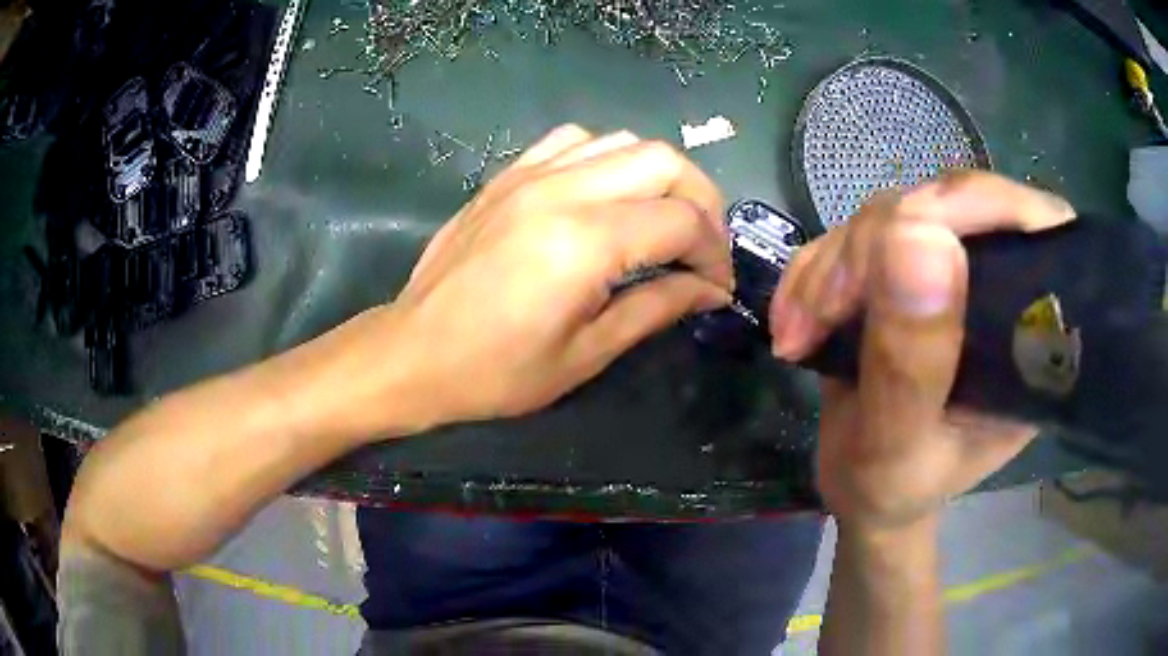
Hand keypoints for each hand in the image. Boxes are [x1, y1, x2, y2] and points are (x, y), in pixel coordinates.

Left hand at [390, 125, 732, 423]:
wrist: (413, 352)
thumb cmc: (496, 371)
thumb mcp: (585, 353)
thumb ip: (655, 308)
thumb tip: (708, 290)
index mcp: (583, 243)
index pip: (682, 221)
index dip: (713, 253)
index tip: (716, 286)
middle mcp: (561, 191)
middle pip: (664, 161)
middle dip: (702, 201)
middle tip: (701, 246)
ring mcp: (530, 174)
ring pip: (623, 141)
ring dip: (659, 176)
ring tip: (662, 219)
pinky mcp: (508, 174)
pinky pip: (574, 140)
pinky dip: (608, 159)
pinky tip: (607, 194)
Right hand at [770, 172, 1076, 531]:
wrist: (863, 489)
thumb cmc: (895, 490)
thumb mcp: (898, 450)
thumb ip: (910, 364)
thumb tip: (916, 237)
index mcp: (1031, 333)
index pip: (1029, 224)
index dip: (976, 204)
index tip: (905, 233)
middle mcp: (1002, 286)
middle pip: (950, 206)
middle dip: (875, 246)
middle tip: (821, 313)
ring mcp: (952, 270)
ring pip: (895, 213)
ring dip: (833, 264)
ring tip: (798, 332)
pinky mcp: (907, 266)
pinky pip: (857, 233)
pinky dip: (815, 268)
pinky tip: (794, 319)